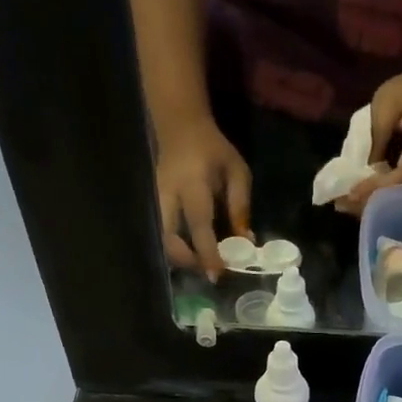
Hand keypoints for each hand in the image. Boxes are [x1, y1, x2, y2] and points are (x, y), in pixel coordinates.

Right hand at [155, 115, 252, 278]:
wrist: (180, 127)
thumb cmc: (213, 149)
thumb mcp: (237, 172)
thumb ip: (241, 207)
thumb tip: (246, 241)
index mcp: (192, 185)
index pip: (198, 225)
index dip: (208, 253)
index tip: (217, 274)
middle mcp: (168, 196)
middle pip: (169, 239)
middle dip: (188, 261)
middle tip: (209, 271)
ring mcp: (156, 202)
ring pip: (162, 241)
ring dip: (181, 259)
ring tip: (204, 263)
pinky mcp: (155, 207)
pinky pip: (163, 235)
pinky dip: (177, 250)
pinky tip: (194, 253)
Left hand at [340, 52, 401, 216]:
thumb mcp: (390, 98)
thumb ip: (376, 132)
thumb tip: (361, 169)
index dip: (376, 188)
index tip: (350, 194)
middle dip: (371, 204)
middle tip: (341, 204)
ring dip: (375, 206)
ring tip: (346, 204)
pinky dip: (383, 201)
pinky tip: (362, 199)